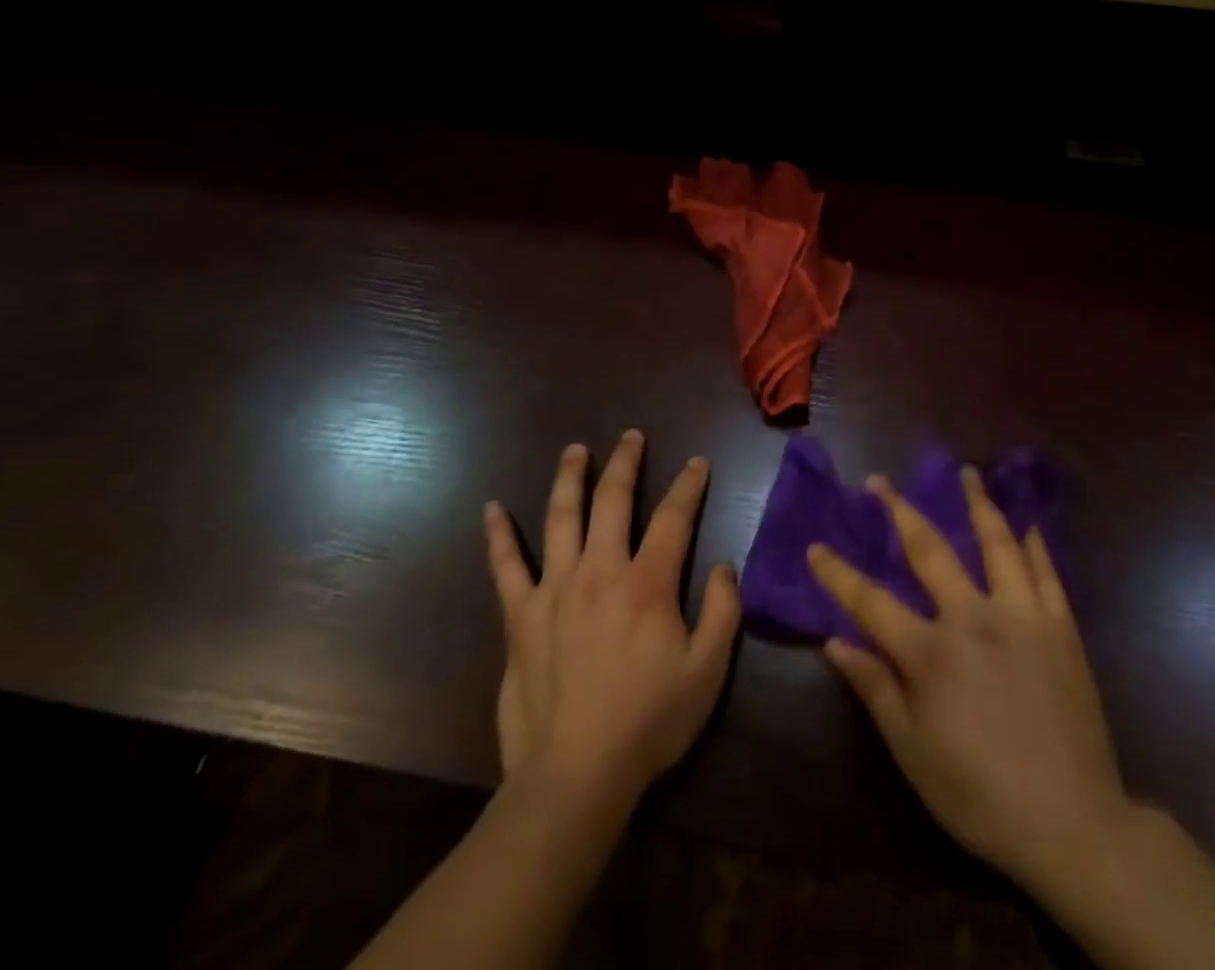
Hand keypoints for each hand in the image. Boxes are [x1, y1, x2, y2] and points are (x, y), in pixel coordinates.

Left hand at [484, 430, 739, 807]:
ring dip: (570, 477)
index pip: (674, 517)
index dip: (688, 484)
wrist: (575, 775)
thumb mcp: (707, 671)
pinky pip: (506, 566)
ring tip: (576, 450)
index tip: (697, 463)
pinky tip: (492, 509)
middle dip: (625, 462)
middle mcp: (600, 571)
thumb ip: (722, 611)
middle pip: (613, 500)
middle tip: (632, 437)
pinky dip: (499, 535)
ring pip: (561, 516)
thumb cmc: (649, 722)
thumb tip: (722, 566)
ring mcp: (555, 589)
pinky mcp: (521, 616)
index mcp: (648, 582)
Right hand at [807, 469, 1125, 893]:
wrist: (1073, 824)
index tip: (815, 546)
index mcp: (931, 652)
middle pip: (930, 550)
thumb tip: (834, 642)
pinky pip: (1045, 572)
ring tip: (968, 472)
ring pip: (996, 543)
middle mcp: (973, 618)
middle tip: (881, 481)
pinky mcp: (1061, 627)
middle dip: (900, 511)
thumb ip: (874, 688)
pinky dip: (1033, 543)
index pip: (870, 601)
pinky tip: (1026, 522)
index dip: (837, 573)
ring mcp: (1022, 616)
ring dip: (978, 503)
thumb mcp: (912, 751)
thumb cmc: (980, 793)